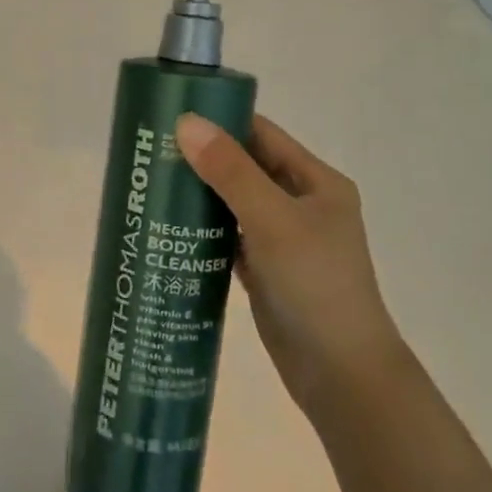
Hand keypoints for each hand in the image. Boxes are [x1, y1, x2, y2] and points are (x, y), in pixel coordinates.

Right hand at [175, 113, 403, 410]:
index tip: (171, 116)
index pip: (261, 134)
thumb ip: (230, 171)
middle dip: (201, 158)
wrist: (341, 375)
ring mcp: (282, 238)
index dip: (220, 120)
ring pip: (232, 203)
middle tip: (150, 152)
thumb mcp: (273, 220)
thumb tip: (186, 122)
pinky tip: (168, 226)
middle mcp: (300, 204)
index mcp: (315, 182)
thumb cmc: (315, 285)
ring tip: (150, 184)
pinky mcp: (264, 269)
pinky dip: (202, 229)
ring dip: (198, 193)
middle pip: (243, 167)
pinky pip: (227, 236)